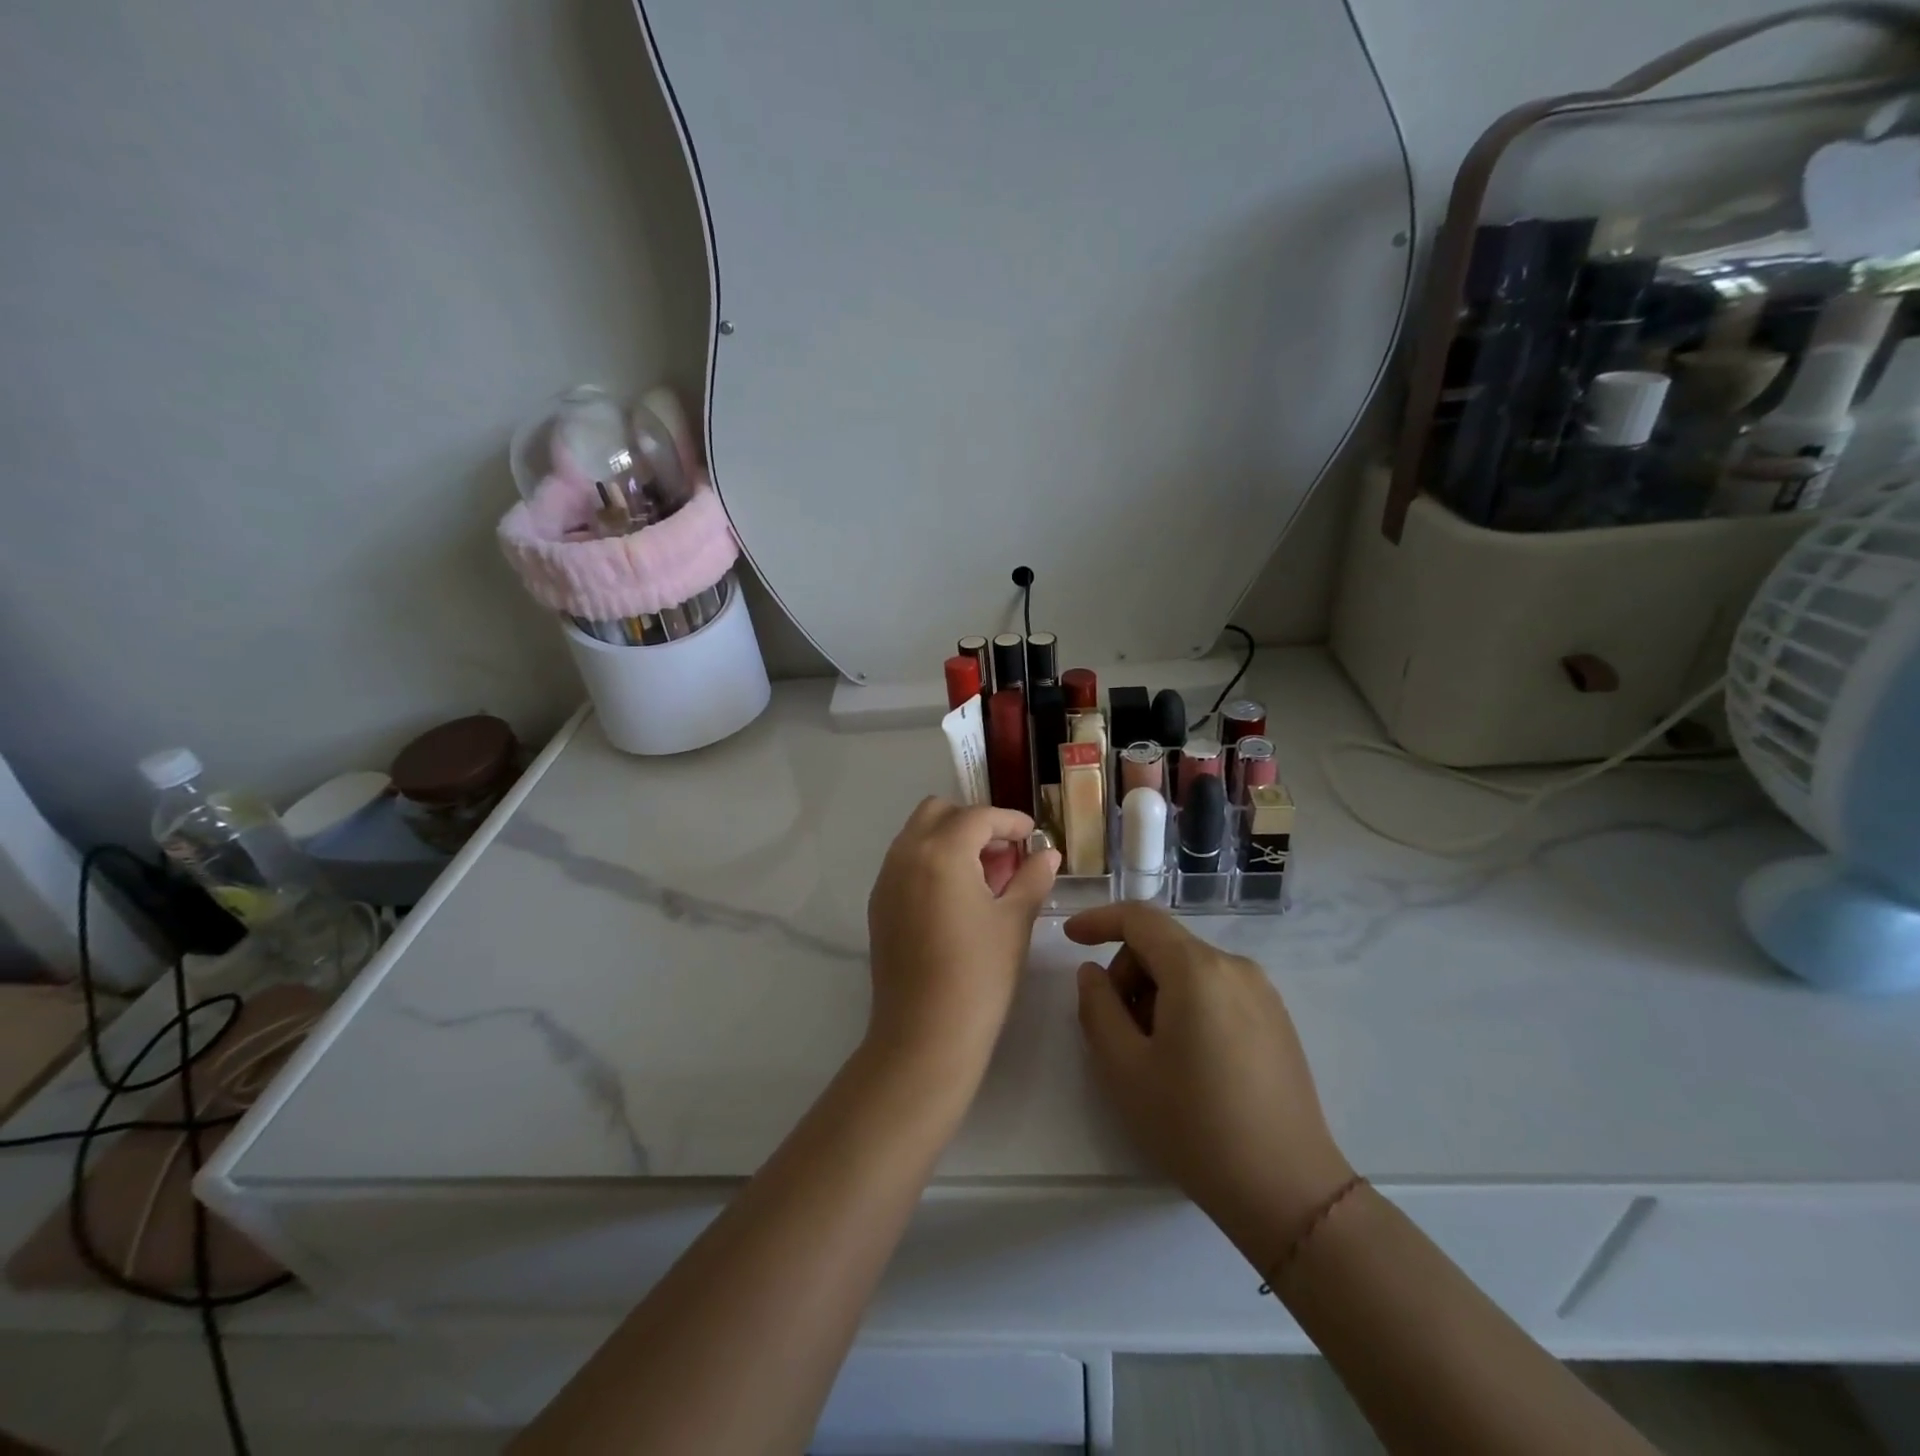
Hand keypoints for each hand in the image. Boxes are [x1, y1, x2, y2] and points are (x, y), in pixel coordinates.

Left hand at [866, 799, 1059, 1075]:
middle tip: (1003, 853)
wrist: (924, 1035)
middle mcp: (905, 855)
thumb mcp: (1014, 921)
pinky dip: (931, 861)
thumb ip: (1032, 877)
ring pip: (917, 834)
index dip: (1010, 822)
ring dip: (950, 839)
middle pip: (939, 812)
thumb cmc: (979, 975)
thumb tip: (1047, 854)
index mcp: (941, 852)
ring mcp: (886, 879)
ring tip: (984, 876)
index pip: (979, 817)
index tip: (1032, 836)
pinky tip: (956, 896)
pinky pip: (905, 862)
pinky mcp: (878, 904)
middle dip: (974, 822)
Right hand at [1068, 903, 1351, 1271]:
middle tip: (1116, 1029)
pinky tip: (1187, 1059)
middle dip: (1129, 973)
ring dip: (1156, 992)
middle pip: (1164, 945)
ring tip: (1152, 1053)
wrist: (1287, 1190)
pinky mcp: (1276, 1019)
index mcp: (1197, 969)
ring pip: (1189, 969)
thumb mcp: (1124, 1067)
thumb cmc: (1194, 1125)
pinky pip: (1216, 990)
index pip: (1140, 918)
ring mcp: (1262, 992)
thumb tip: (1093, 973)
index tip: (1070, 939)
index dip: (1099, 920)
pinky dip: (1187, 1004)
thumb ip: (1097, 1007)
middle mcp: (1234, 966)